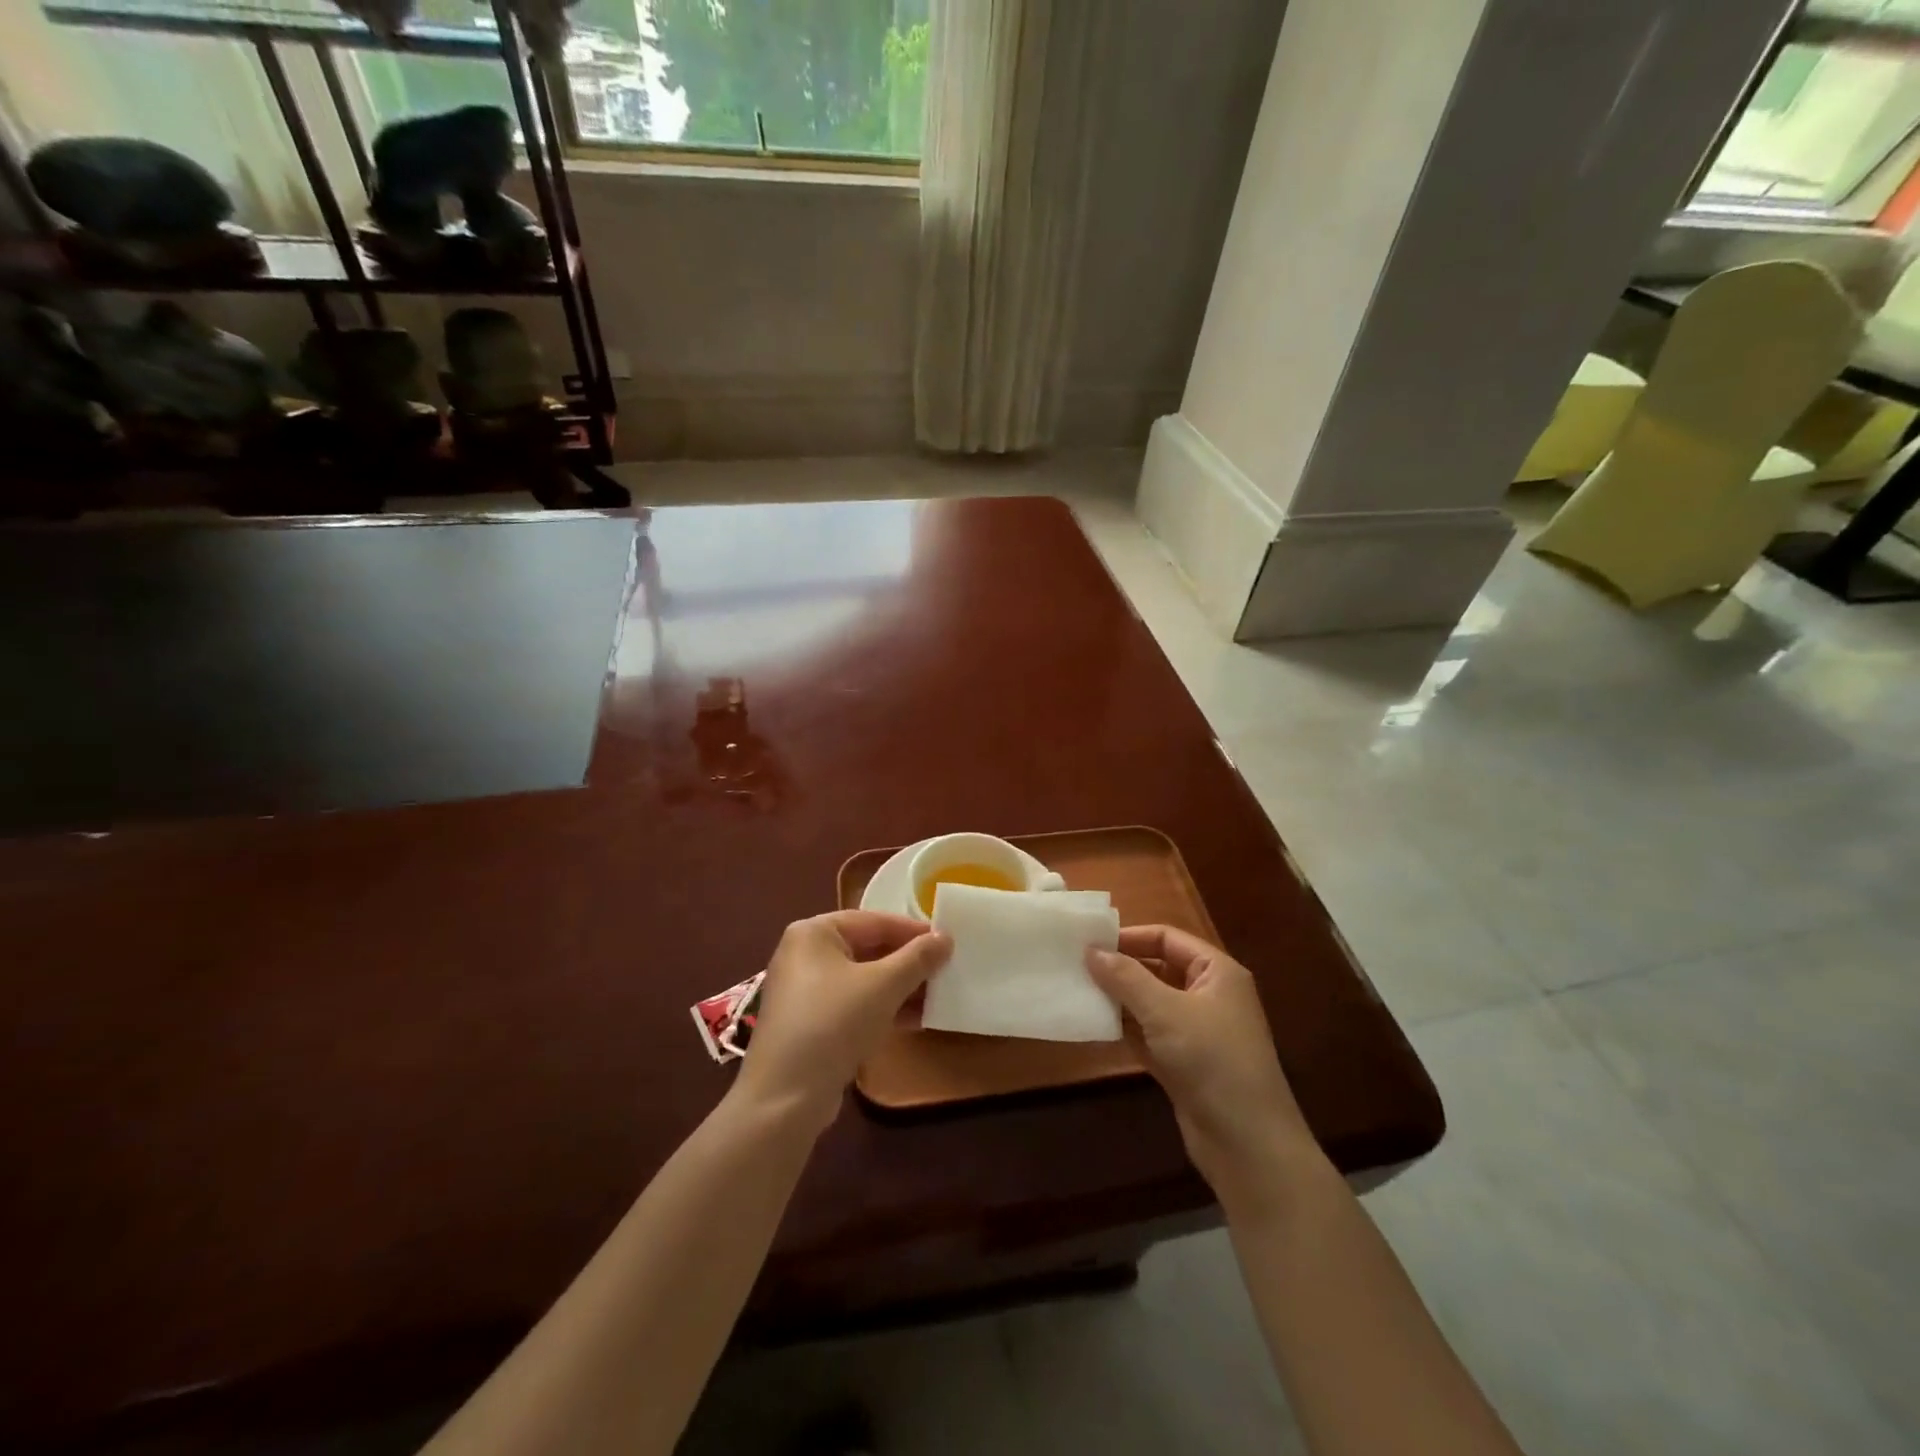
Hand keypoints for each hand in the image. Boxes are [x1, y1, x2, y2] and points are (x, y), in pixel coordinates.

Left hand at [734, 911, 950, 1131]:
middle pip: (868, 949)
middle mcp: (805, 954)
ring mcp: (806, 991)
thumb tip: (946, 937)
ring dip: (900, 988)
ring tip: (938, 995)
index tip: (948, 941)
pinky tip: (916, 1020)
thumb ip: (917, 958)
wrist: (785, 1098)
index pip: (874, 921)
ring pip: (863, 979)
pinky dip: (882, 1008)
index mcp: (814, 932)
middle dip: (908, 962)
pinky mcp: (812, 1023)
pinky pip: (854, 1004)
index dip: (913, 931)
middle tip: (946, 969)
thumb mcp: (883, 986)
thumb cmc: (834, 1023)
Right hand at [1088, 926, 1316, 1209]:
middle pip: (1158, 968)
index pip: (1167, 938)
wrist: (1248, 1145)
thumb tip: (1091, 950)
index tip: (1088, 942)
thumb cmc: (1212, 1061)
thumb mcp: (1166, 1012)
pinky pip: (1149, 1034)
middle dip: (1120, 968)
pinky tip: (1093, 1025)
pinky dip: (1125, 1029)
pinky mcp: (1184, 1063)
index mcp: (1216, 972)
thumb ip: (1126, 978)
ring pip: (1150, 1003)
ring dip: (1119, 999)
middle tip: (1076, 966)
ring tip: (1077, 991)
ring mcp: (1197, 1032)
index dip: (1129, 937)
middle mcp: (1209, 995)